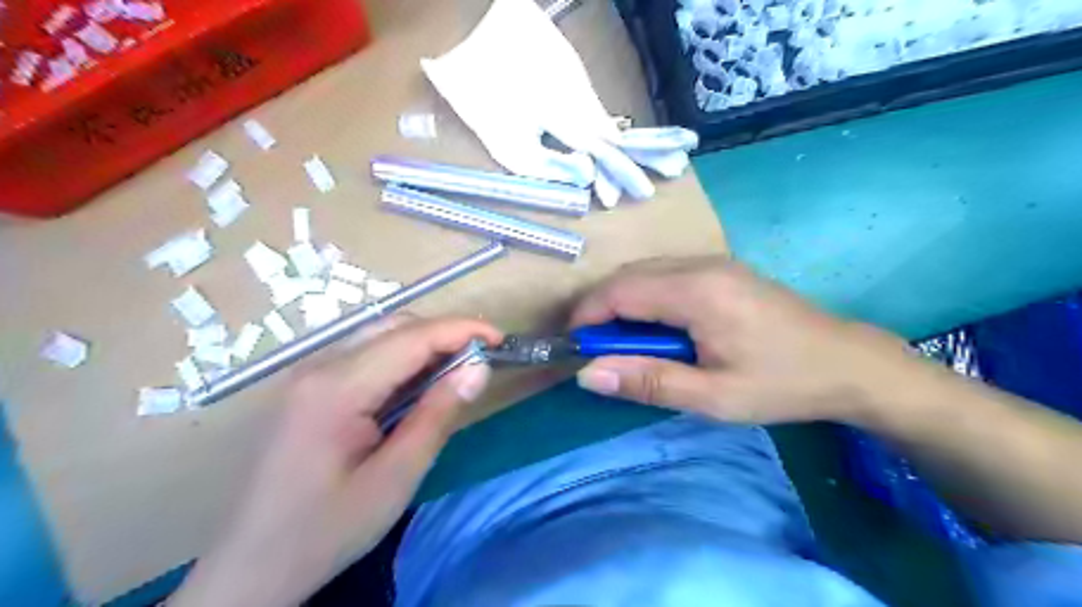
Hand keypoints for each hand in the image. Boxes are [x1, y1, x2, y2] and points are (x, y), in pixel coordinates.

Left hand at [172, 317, 503, 605]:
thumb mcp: (395, 478)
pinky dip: (400, 359)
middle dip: (444, 333)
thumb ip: (438, 415)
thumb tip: (479, 368)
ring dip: (423, 344)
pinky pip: (363, 356)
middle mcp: (317, 367)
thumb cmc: (326, 529)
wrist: (250, 567)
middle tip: (481, 359)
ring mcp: (307, 375)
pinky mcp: (307, 388)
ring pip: (378, 336)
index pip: (411, 337)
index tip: (500, 339)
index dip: (461, 330)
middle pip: (393, 326)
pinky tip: (417, 385)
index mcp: (336, 388)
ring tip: (457, 370)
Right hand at [569, 259, 914, 424]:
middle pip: (629, 276)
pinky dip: (645, 298)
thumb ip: (648, 382)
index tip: (573, 345)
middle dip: (601, 309)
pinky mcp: (722, 269)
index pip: (620, 291)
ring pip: (646, 272)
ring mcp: (714, 262)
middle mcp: (701, 265)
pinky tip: (655, 328)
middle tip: (595, 350)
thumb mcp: (713, 396)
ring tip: (621, 343)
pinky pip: (666, 275)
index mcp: (697, 291)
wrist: (848, 363)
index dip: (588, 315)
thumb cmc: (781, 383)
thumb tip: (588, 374)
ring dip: (622, 303)